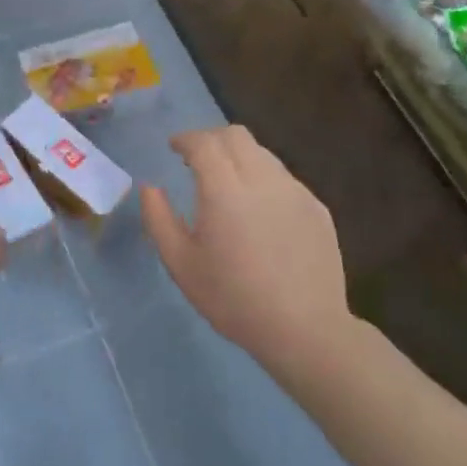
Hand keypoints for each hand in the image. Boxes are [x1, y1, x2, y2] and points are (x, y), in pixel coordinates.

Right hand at [141, 126, 350, 361]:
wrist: (304, 329)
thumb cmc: (233, 299)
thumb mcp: (181, 264)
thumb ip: (158, 219)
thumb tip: (149, 187)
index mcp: (225, 191)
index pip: (204, 143)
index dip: (185, 139)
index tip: (173, 147)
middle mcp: (263, 180)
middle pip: (236, 136)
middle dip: (211, 138)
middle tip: (196, 159)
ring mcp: (295, 192)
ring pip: (262, 154)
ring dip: (238, 157)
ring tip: (227, 184)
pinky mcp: (317, 208)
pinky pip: (283, 178)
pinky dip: (262, 179)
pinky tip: (258, 211)